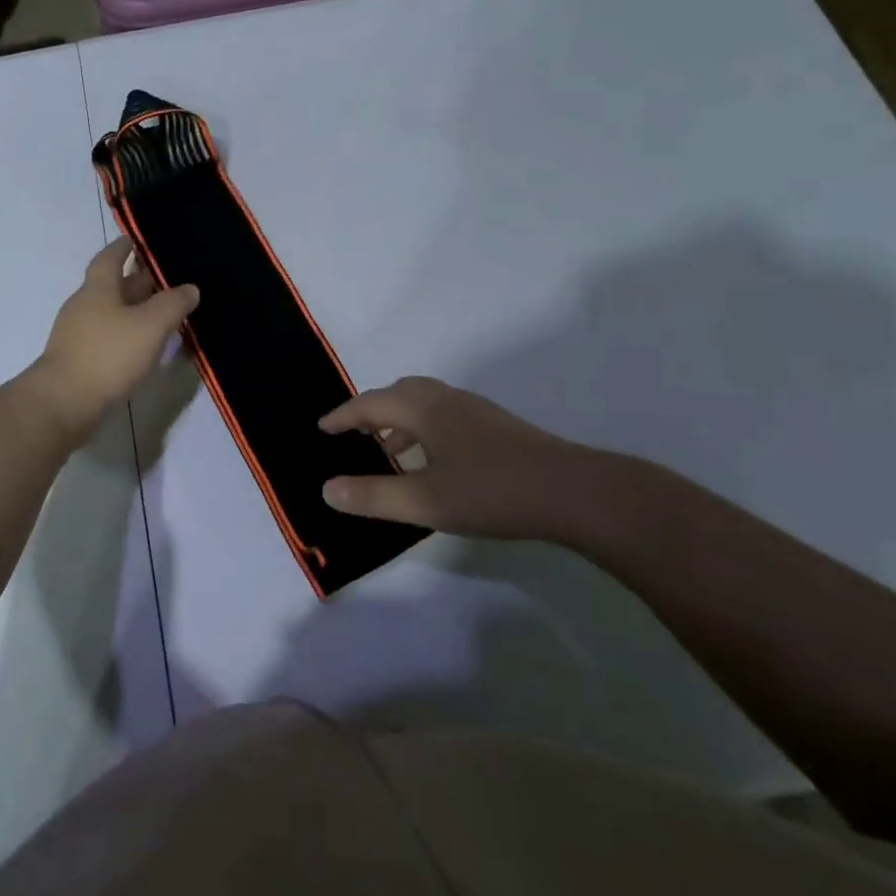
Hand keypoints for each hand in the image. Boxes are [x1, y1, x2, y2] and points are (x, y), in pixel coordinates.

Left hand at [28, 238, 199, 436]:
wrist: (63, 404)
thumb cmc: (108, 355)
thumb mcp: (150, 326)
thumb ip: (173, 304)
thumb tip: (190, 288)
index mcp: (98, 288)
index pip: (110, 257)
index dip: (124, 247)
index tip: (138, 240)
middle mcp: (84, 305)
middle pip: (113, 286)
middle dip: (138, 282)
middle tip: (168, 280)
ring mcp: (78, 334)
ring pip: (112, 313)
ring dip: (135, 311)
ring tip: (164, 315)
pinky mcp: (78, 360)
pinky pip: (108, 338)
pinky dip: (127, 336)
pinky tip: (145, 348)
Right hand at [318, 376, 663, 543]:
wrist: (573, 492)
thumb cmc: (491, 492)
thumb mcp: (425, 502)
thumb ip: (373, 496)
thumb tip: (326, 488)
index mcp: (424, 409)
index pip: (370, 403)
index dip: (343, 416)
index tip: (322, 428)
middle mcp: (446, 400)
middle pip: (398, 393)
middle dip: (372, 411)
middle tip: (354, 435)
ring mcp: (475, 410)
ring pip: (425, 403)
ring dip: (399, 419)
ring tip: (390, 450)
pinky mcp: (496, 426)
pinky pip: (444, 414)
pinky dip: (424, 427)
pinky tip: (434, 460)